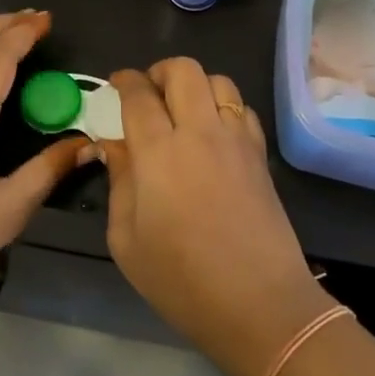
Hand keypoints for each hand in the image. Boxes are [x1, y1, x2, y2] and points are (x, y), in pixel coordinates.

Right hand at [99, 59, 336, 375]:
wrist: (260, 305)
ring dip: (195, 85)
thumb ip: (118, 182)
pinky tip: (213, 134)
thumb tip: (114, 146)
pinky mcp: (261, 155)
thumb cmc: (182, 280)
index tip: (115, 84)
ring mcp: (236, 140)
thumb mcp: (126, 240)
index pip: (139, 94)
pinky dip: (223, 107)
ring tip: (182, 111)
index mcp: (159, 152)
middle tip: (148, 96)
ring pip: (218, 80)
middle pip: (184, 70)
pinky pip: (242, 108)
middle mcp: (200, 132)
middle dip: (160, 72)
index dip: (123, 80)